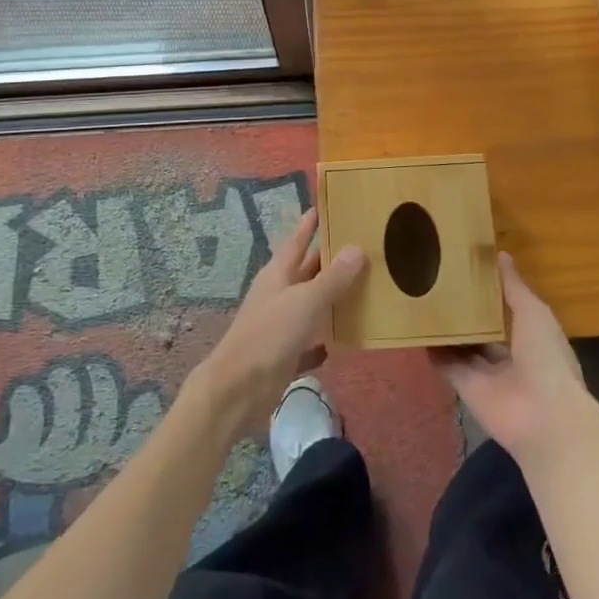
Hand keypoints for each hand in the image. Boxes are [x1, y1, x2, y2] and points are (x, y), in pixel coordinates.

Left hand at [192, 209, 364, 433]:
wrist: (237, 390)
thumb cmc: (269, 336)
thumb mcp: (305, 303)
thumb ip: (332, 279)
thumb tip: (357, 248)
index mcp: (278, 275)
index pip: (296, 242)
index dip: (308, 225)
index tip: (322, 207)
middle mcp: (278, 295)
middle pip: (306, 271)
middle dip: (328, 260)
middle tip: (358, 245)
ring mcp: (279, 326)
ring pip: (310, 305)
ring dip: (330, 298)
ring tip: (362, 288)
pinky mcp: (283, 356)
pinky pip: (309, 343)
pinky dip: (323, 340)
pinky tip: (341, 340)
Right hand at [430, 253, 596, 469]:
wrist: (543, 417)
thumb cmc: (546, 357)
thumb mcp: (534, 313)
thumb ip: (514, 287)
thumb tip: (500, 254)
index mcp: (532, 338)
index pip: (509, 312)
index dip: (491, 294)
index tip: (469, 270)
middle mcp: (510, 356)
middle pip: (483, 331)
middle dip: (467, 312)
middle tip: (439, 283)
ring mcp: (487, 375)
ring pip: (463, 348)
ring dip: (448, 331)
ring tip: (423, 301)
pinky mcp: (467, 389)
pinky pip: (448, 367)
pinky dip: (434, 353)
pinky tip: (417, 331)